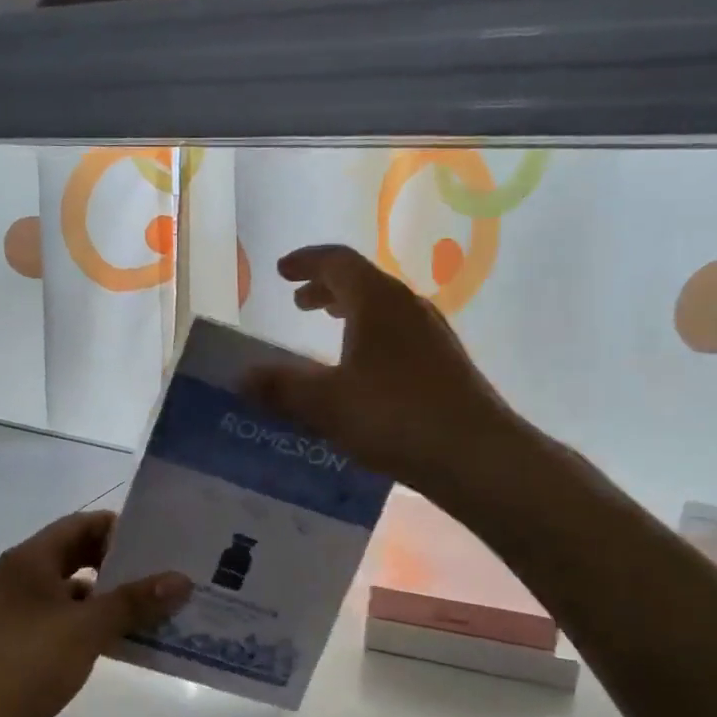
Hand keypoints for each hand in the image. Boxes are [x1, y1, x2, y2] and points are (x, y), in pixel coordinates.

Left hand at [0, 511, 191, 716]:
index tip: (156, 542)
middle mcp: (24, 575)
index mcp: (31, 559)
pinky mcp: (27, 638)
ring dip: (110, 594)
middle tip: (161, 571)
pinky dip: (96, 620)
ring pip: (75, 588)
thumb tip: (182, 579)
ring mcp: (23, 608)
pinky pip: (69, 616)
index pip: (81, 524)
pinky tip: (126, 635)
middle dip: (119, 563)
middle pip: (78, 554)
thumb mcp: (88, 627)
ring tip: (154, 603)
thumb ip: (135, 600)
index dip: (118, 529)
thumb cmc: (30, 662)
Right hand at [242, 244, 512, 493]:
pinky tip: (362, 374)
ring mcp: (432, 335)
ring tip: (328, 331)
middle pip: (362, 283)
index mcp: (377, 301)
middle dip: (326, 289)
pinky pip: (398, 336)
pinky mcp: (444, 364)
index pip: (337, 261)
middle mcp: (408, 307)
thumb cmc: (395, 416)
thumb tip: (240, 377)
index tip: (281, 271)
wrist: (475, 455)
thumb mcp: (326, 403)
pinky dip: (370, 339)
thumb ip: (281, 387)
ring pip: (382, 310)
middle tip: (299, 303)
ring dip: (350, 314)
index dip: (306, 262)